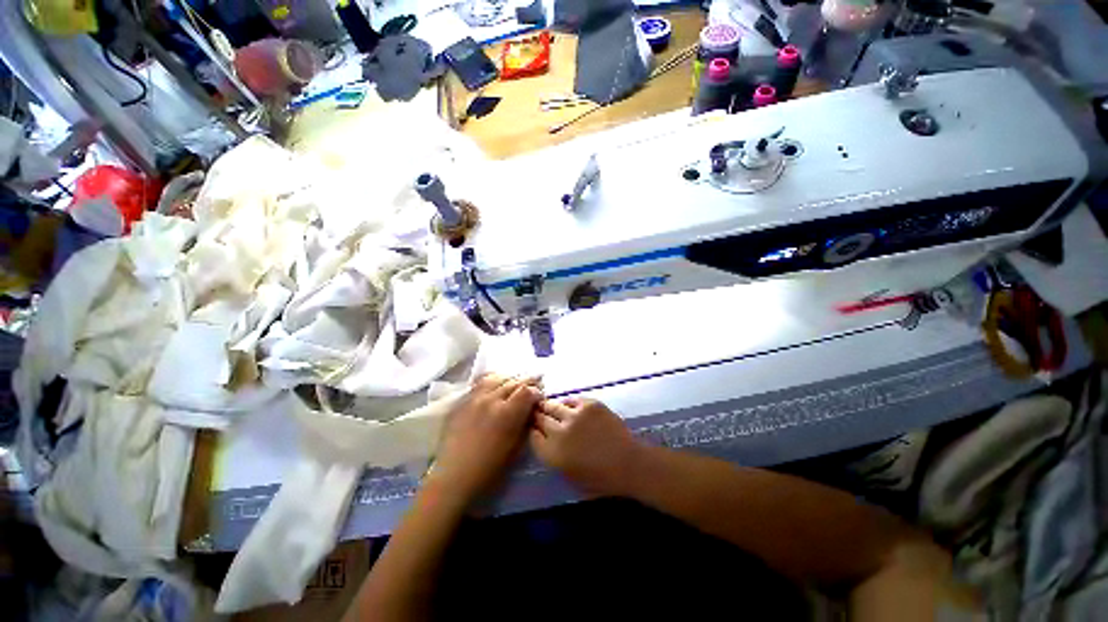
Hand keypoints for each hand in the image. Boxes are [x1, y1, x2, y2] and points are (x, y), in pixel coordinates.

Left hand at [432, 374, 542, 504]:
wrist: (454, 476)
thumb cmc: (489, 469)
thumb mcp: (516, 448)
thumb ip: (525, 423)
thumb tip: (531, 409)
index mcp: (507, 413)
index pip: (527, 390)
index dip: (537, 392)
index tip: (539, 398)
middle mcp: (492, 399)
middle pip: (514, 381)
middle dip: (527, 382)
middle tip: (533, 387)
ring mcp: (475, 397)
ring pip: (498, 377)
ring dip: (511, 379)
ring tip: (515, 384)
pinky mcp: (463, 400)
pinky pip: (481, 382)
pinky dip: (493, 380)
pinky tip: (497, 385)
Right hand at [530, 397, 641, 496]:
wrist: (628, 463)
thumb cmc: (599, 478)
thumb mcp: (568, 474)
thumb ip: (551, 455)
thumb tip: (542, 438)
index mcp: (553, 454)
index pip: (532, 435)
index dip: (532, 431)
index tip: (534, 428)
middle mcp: (559, 432)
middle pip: (539, 418)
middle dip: (537, 417)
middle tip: (538, 414)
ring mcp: (575, 415)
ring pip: (552, 405)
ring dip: (549, 407)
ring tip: (550, 408)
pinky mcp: (589, 404)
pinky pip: (571, 400)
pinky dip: (568, 405)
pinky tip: (570, 409)